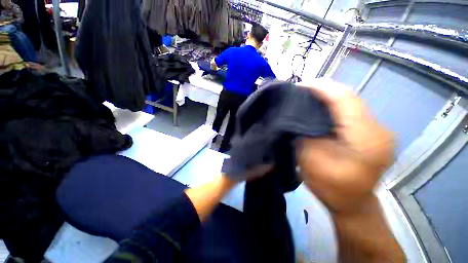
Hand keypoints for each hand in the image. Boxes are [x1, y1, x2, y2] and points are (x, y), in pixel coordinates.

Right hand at [297, 78, 393, 213]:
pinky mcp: (371, 132)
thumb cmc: (332, 188)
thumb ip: (304, 134)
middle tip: (300, 89)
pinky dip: (333, 106)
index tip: (299, 85)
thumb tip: (296, 115)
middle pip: (349, 97)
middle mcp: (378, 129)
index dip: (321, 88)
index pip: (344, 99)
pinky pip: (350, 111)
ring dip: (327, 96)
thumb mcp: (311, 160)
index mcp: (366, 138)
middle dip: (323, 89)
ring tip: (306, 95)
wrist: (353, 204)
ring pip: (350, 102)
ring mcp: (377, 130)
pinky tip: (318, 107)